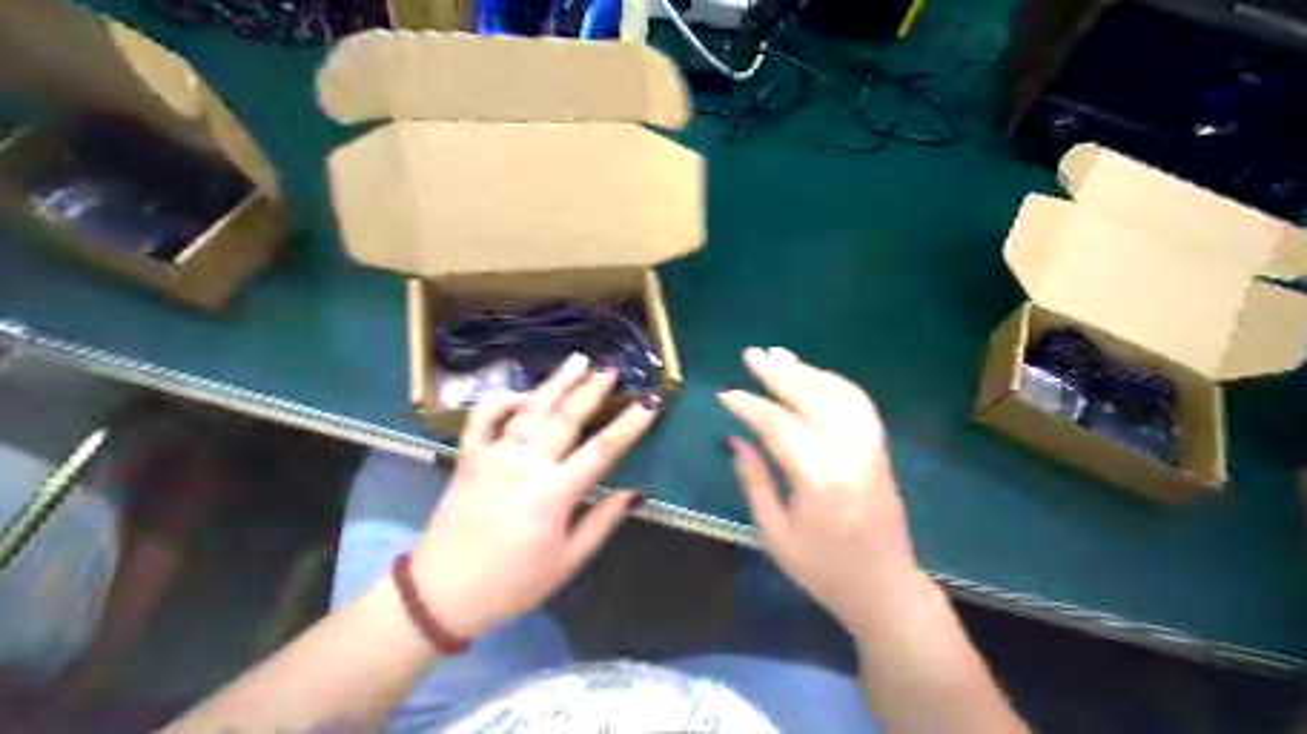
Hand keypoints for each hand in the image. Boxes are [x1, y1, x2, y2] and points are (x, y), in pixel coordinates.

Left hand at [408, 353, 658, 635]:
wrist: (443, 593)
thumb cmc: (514, 583)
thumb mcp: (567, 561)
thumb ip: (602, 522)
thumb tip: (635, 493)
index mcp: (554, 493)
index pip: (602, 449)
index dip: (630, 424)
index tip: (650, 401)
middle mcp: (525, 464)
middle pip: (566, 418)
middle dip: (592, 390)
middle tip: (611, 368)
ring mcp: (494, 456)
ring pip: (530, 409)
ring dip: (556, 383)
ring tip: (578, 360)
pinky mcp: (468, 457)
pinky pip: (482, 418)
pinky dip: (500, 401)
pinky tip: (521, 394)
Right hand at [719, 346, 921, 632]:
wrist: (884, 588)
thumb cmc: (822, 570)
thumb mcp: (775, 534)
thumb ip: (754, 481)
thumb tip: (736, 440)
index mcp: (819, 481)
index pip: (780, 427)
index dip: (750, 406)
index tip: (726, 394)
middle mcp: (849, 456)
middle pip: (812, 401)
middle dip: (778, 374)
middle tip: (752, 354)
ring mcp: (871, 450)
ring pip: (840, 396)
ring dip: (808, 372)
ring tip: (780, 355)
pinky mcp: (881, 450)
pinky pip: (860, 405)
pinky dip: (837, 384)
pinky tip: (816, 376)